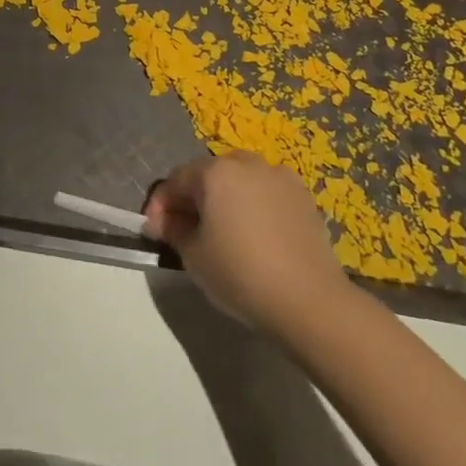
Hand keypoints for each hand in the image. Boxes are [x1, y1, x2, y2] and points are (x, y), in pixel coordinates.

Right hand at [144, 151, 353, 334]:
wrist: (311, 301)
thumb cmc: (241, 274)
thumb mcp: (193, 256)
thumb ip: (173, 230)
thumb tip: (166, 221)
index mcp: (215, 171)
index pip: (175, 181)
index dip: (160, 206)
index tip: (154, 232)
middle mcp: (247, 163)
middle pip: (208, 176)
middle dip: (193, 199)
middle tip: (186, 231)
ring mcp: (279, 177)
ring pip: (240, 182)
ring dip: (225, 200)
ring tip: (222, 231)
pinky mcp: (304, 197)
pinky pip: (267, 194)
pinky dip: (254, 207)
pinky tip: (255, 235)